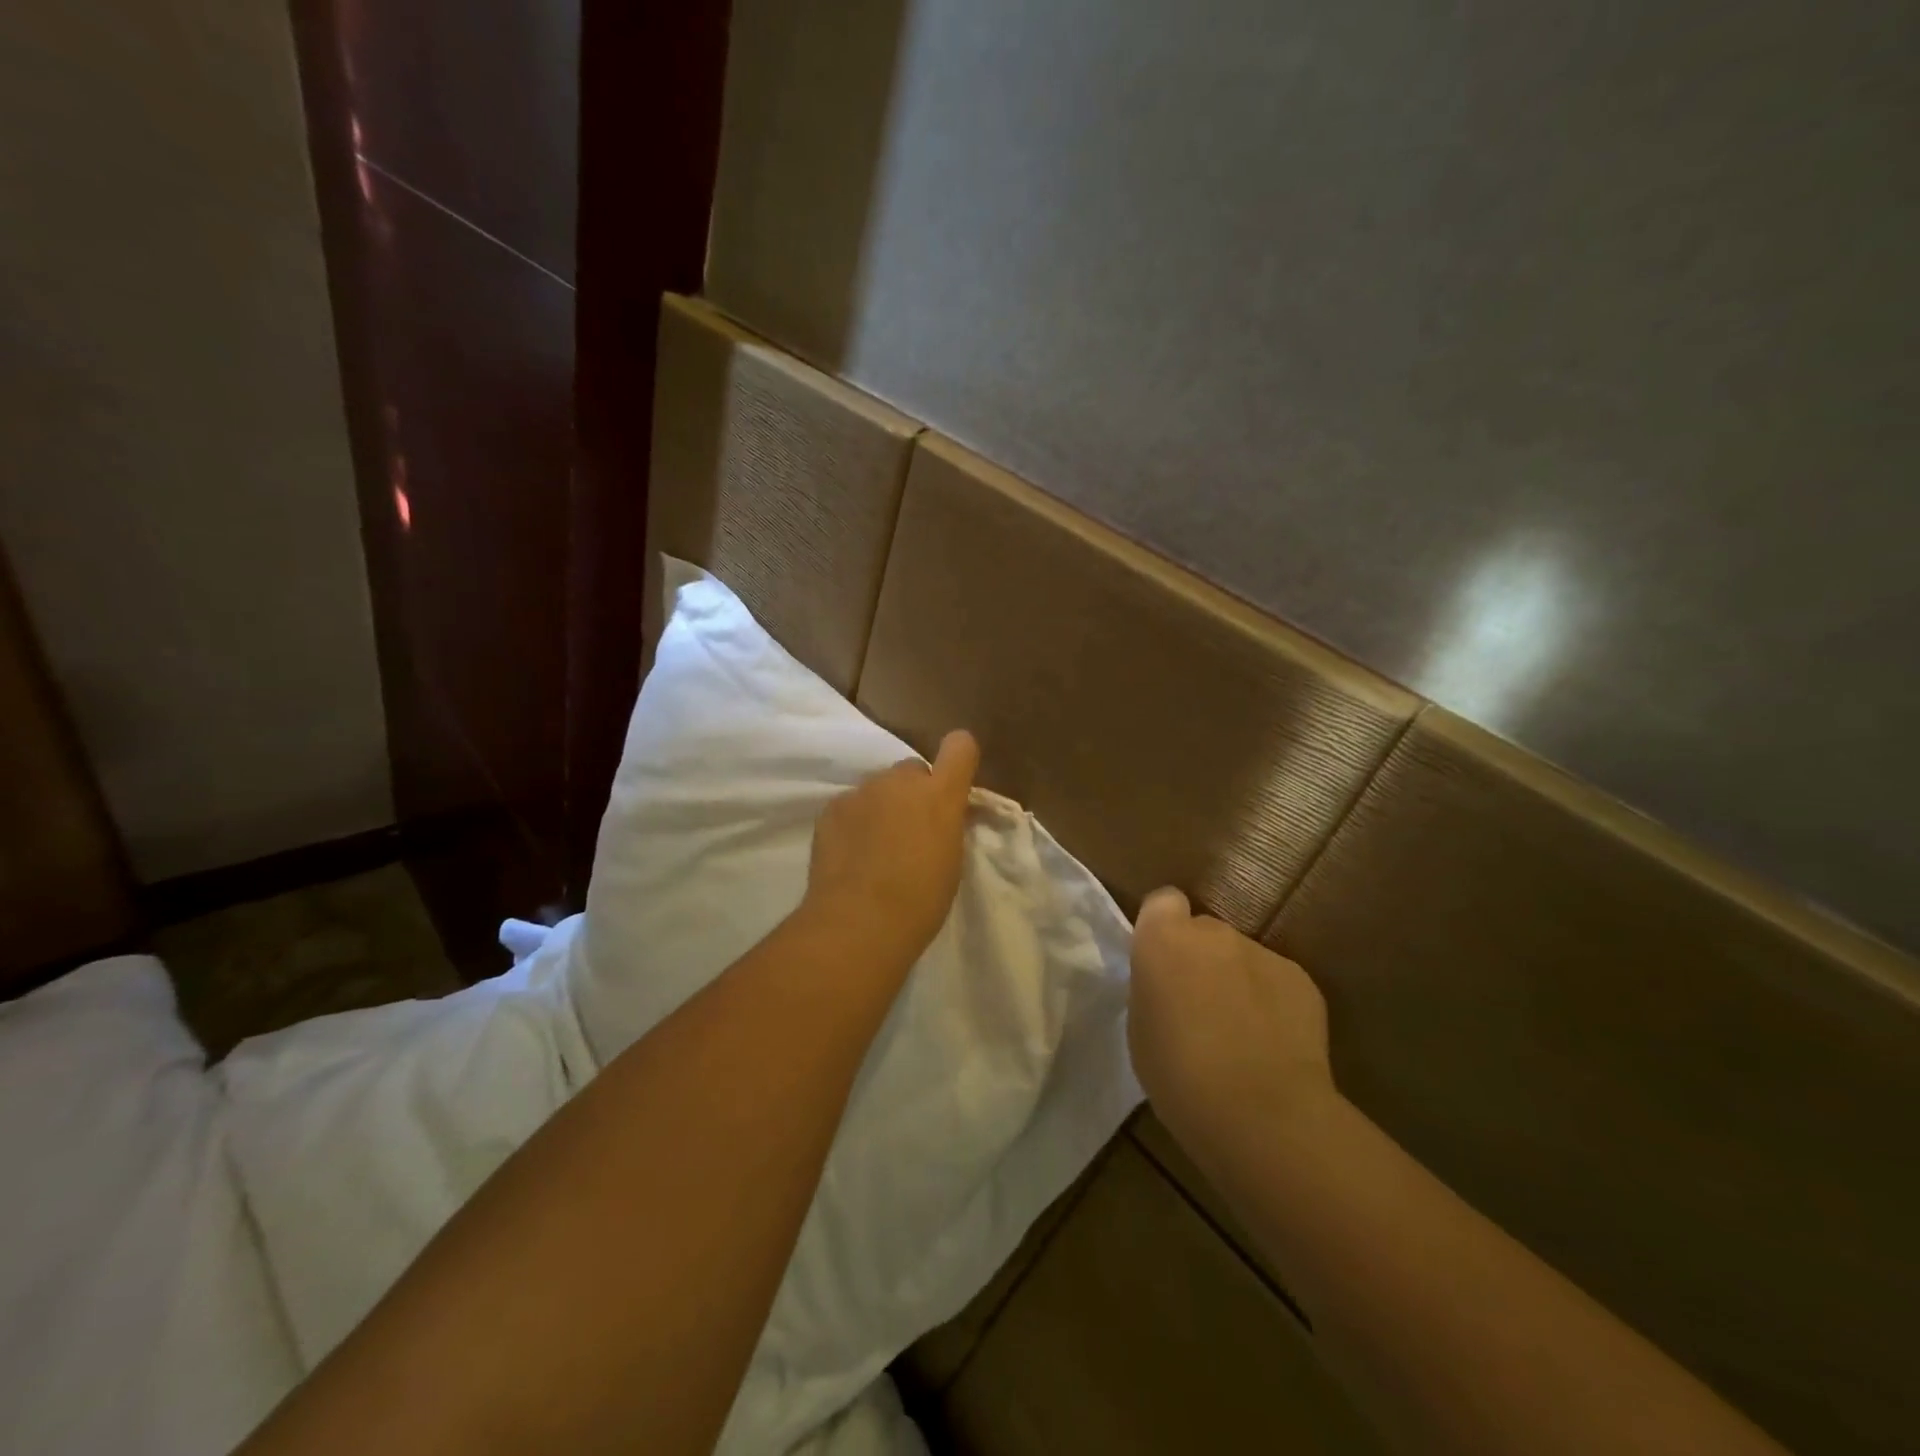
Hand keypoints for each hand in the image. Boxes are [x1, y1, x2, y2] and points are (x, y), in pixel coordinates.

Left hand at [802, 730, 979, 972]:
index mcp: (940, 795)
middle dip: (914, 792)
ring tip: (875, 846)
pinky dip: (853, 821)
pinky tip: (850, 853)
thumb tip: (944, 815)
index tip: (952, 783)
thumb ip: (949, 825)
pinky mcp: (831, 807)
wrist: (858, 922)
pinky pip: (849, 804)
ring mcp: (862, 791)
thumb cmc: (920, 901)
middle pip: (912, 770)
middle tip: (909, 829)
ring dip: (882, 806)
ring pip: (878, 787)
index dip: (958, 759)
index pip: (960, 746)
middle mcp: (900, 781)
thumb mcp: (952, 860)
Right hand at [1129, 887, 1334, 1152]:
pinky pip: (1276, 982)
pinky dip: (1271, 1003)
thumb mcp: (1141, 1027)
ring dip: (1237, 981)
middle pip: (1204, 931)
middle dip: (1201, 959)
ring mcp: (1262, 952)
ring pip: (1242, 958)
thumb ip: (1155, 989)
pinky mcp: (1301, 979)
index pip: (1162, 902)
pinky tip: (1273, 1045)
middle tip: (1198, 1007)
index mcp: (1164, 939)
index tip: (1162, 963)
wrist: (1261, 1112)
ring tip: (1240, 1034)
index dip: (1163, 928)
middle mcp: (1213, 932)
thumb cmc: (1178, 1074)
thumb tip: (1171, 985)